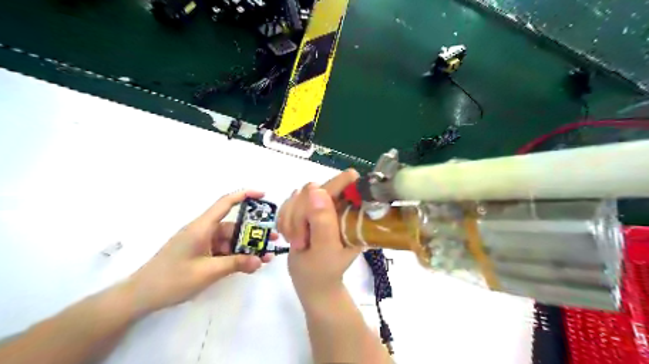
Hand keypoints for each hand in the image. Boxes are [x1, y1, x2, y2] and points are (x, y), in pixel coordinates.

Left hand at [129, 190, 274, 312]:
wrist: (140, 296)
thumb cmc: (172, 279)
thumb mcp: (208, 272)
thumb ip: (236, 264)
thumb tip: (260, 260)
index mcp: (202, 227)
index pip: (225, 203)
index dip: (244, 195)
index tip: (263, 195)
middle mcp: (203, 231)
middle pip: (233, 226)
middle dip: (253, 233)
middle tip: (273, 239)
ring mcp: (201, 243)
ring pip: (229, 241)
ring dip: (246, 248)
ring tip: (264, 257)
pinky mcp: (199, 253)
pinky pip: (222, 251)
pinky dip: (235, 256)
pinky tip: (247, 265)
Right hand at [277, 169, 362, 304]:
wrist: (310, 281)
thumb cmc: (323, 271)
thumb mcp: (325, 249)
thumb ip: (322, 221)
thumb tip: (315, 188)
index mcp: (352, 212)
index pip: (347, 181)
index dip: (330, 190)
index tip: (313, 215)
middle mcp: (338, 204)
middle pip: (315, 188)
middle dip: (301, 214)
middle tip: (301, 241)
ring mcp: (321, 205)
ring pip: (298, 195)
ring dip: (291, 220)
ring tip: (297, 242)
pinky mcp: (306, 208)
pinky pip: (288, 202)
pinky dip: (284, 219)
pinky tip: (289, 236)